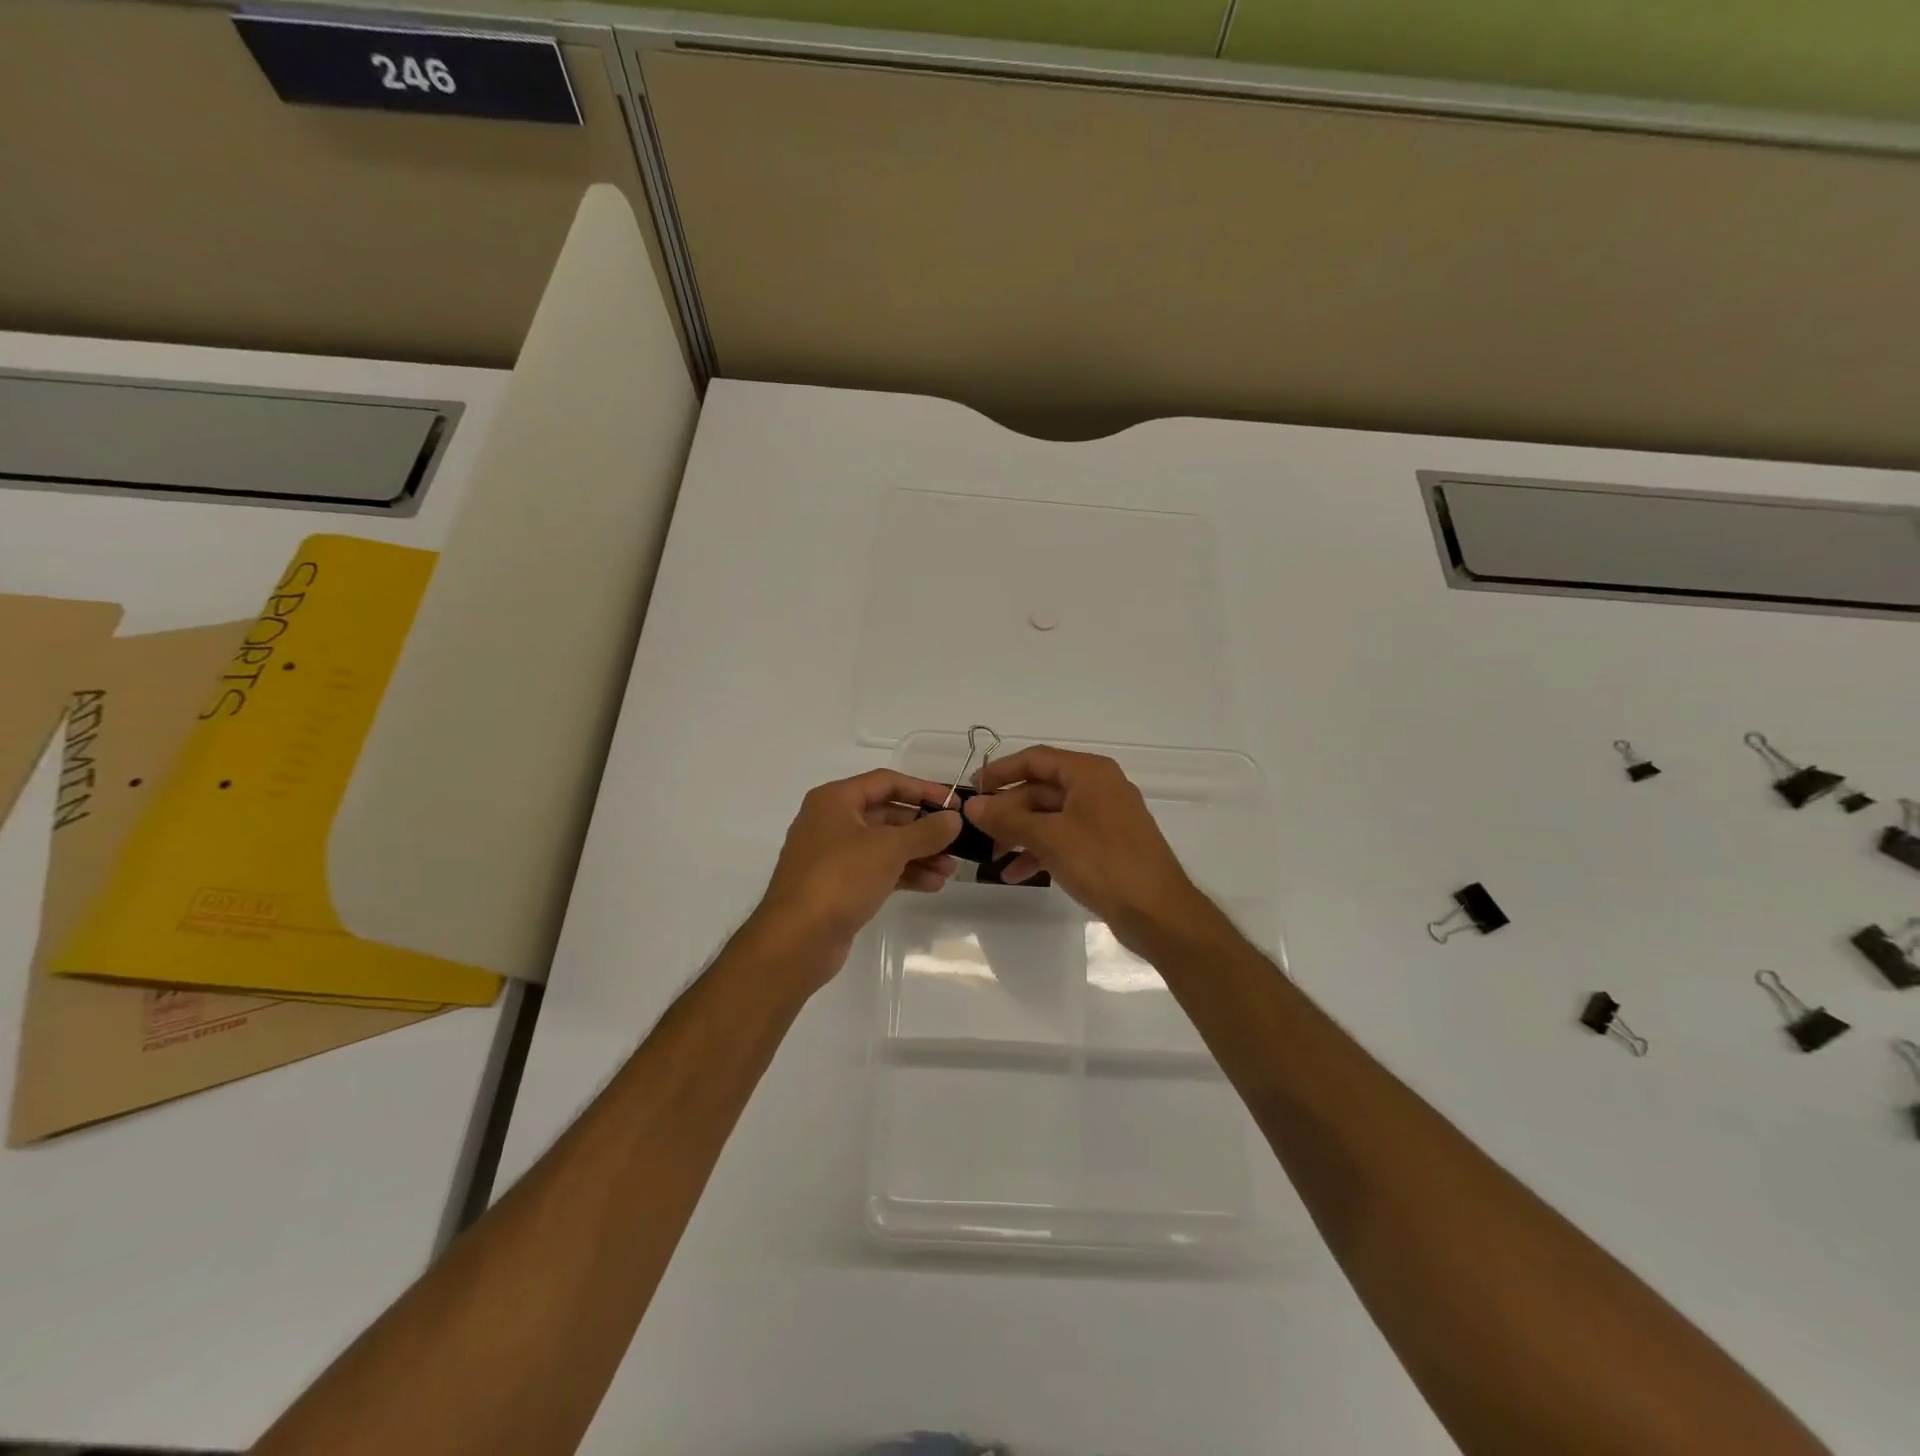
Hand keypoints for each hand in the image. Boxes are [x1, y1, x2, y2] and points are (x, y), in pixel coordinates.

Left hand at [746, 769, 961, 990]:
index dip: (923, 789)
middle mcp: (832, 822)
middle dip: (924, 829)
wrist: (796, 940)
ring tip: (950, 870)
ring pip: (885, 846)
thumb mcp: (889, 849)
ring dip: (919, 855)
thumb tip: (954, 819)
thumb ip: (926, 831)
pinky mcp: (838, 886)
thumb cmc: (840, 879)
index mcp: (835, 800)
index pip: (886, 782)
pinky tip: (932, 885)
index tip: (954, 804)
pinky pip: (878, 870)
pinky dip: (904, 874)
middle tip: (957, 841)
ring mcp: (833, 856)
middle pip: (887, 815)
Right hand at [964, 746, 1212, 950]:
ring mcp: (1104, 817)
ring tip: (993, 857)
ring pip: (1051, 816)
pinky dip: (1040, 850)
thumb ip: (1007, 818)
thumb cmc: (1103, 863)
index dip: (1001, 771)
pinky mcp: (1106, 845)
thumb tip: (971, 805)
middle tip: (979, 832)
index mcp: (1089, 773)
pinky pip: (1064, 837)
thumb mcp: (1049, 838)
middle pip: (1042, 789)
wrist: (1158, 912)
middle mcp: (1098, 787)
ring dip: (1020, 833)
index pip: (1036, 759)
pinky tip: (1016, 873)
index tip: (972, 789)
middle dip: (1008, 811)